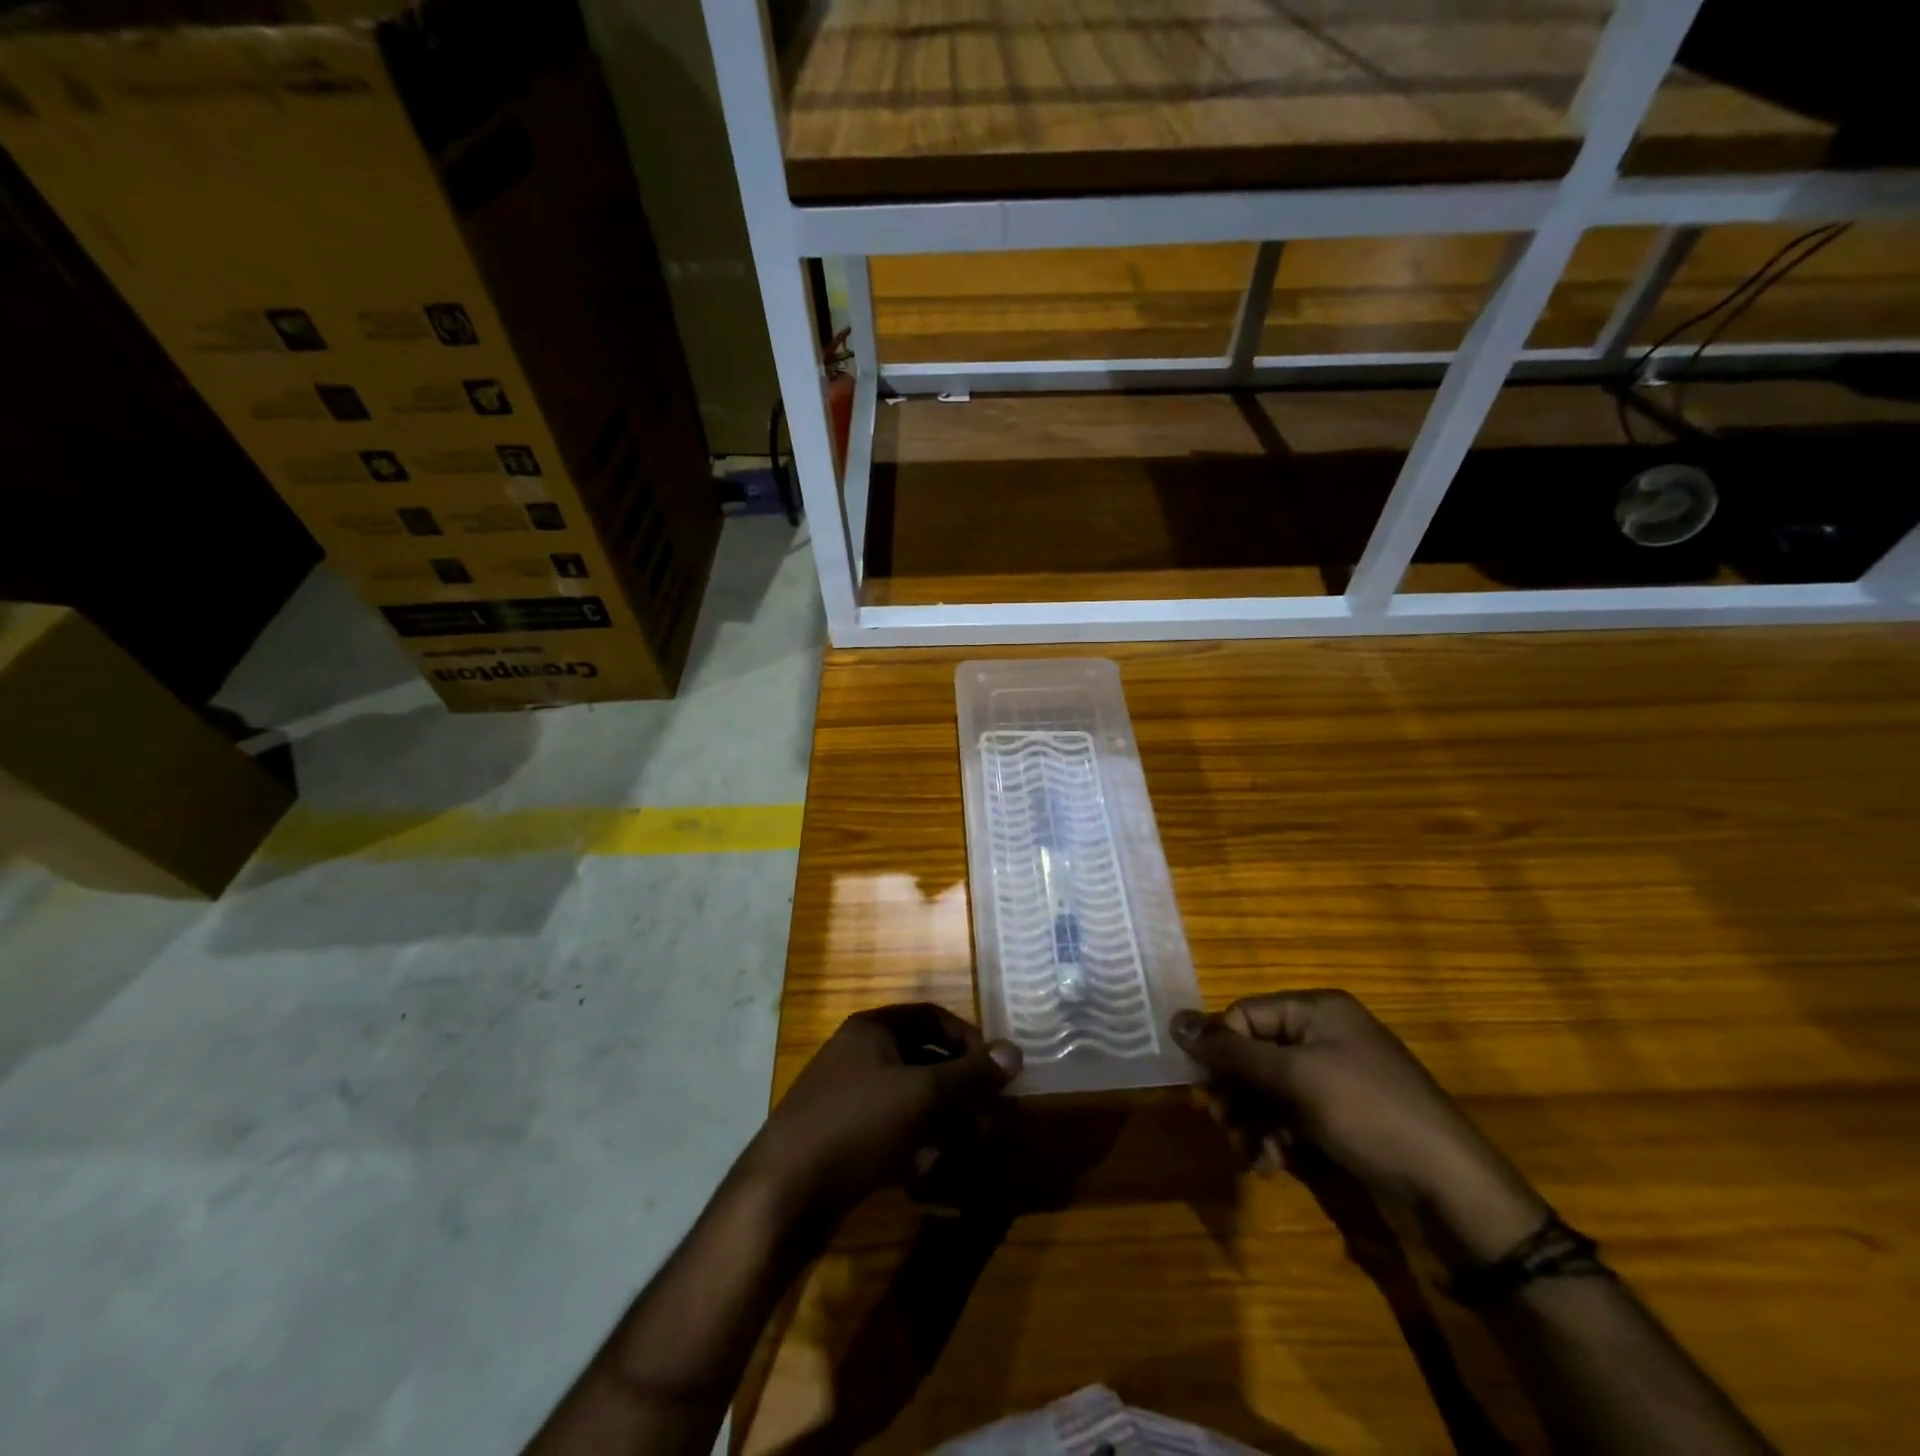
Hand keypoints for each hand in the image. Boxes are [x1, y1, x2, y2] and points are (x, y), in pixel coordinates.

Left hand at [734, 1004, 1021, 1221]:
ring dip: (942, 1122)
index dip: (968, 1040)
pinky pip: (890, 1131)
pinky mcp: (841, 1137)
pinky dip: (914, 1147)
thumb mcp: (920, 1095)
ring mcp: (847, 1097)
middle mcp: (859, 1054)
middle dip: (959, 1089)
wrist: (781, 1193)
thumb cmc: (856, 1126)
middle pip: (922, 1060)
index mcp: (873, 1029)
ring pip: (909, 1100)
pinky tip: (928, 1176)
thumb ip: (970, 1074)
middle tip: (988, 1117)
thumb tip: (1015, 1051)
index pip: (932, 1018)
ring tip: (967, 1152)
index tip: (994, 1071)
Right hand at [1171, 991, 1548, 1264]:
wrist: (1452, 1186)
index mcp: (1316, 1010)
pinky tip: (1273, 1164)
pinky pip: (1295, 1113)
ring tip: (1250, 1156)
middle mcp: (1325, 1034)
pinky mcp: (1346, 1113)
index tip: (1208, 1090)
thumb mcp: (1293, 1079)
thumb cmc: (1366, 1113)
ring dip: (1253, 1121)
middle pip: (1256, 1053)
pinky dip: (1278, 1136)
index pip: (1245, 1015)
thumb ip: (1231, 1051)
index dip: (1221, 1051)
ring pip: (1272, 1089)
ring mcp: (1337, 1075)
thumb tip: (1174, 1020)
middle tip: (1224, 1126)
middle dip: (1237, 1093)